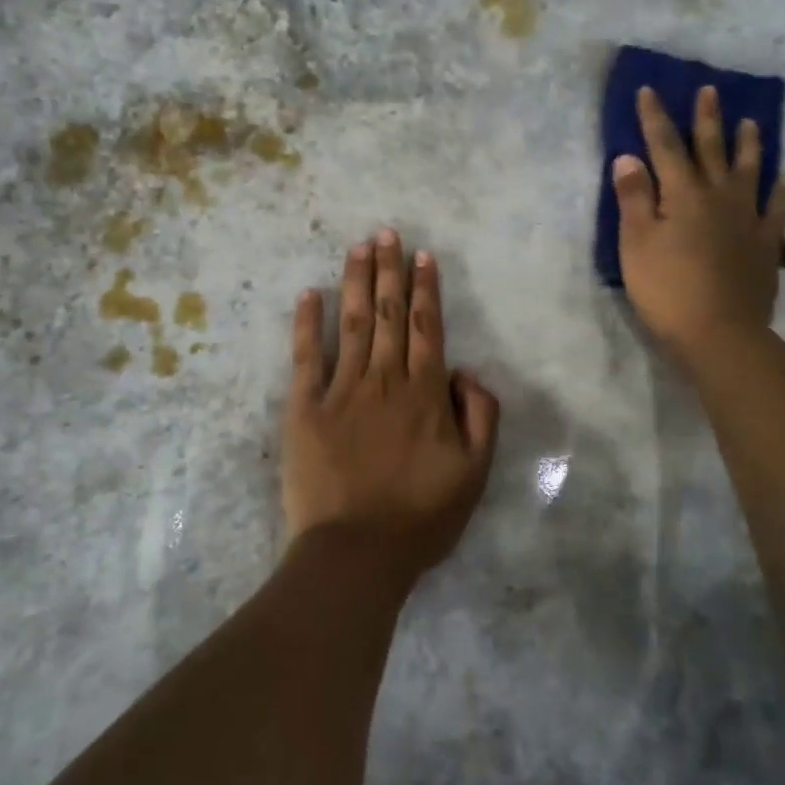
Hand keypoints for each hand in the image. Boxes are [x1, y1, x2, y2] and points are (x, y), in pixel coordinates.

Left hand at [281, 229, 500, 584]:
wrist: (356, 552)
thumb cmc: (421, 517)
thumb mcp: (475, 472)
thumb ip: (480, 415)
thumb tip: (465, 372)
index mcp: (425, 393)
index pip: (426, 327)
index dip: (425, 288)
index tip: (421, 255)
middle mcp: (384, 380)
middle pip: (387, 314)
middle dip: (388, 270)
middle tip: (385, 232)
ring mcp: (341, 391)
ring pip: (350, 324)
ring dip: (355, 281)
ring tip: (358, 246)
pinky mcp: (304, 408)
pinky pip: (305, 357)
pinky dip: (306, 324)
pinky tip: (308, 294)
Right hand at [611, 84, 784, 368]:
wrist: (719, 333)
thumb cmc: (667, 289)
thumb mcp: (636, 244)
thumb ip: (633, 199)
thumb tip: (629, 157)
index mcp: (682, 194)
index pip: (664, 146)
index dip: (654, 117)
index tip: (649, 90)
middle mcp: (718, 196)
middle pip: (710, 149)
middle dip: (706, 119)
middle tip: (709, 90)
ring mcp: (747, 219)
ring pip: (749, 171)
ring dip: (748, 144)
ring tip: (751, 122)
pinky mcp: (766, 244)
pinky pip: (777, 209)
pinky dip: (780, 190)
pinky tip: (784, 178)